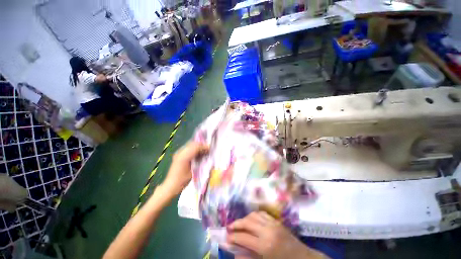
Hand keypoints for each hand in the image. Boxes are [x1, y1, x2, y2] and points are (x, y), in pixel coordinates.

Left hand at [161, 141, 208, 196]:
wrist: (170, 186)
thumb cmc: (182, 181)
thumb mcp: (193, 172)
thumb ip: (199, 162)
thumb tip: (207, 155)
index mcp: (184, 157)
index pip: (196, 147)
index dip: (204, 147)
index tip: (210, 149)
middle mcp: (180, 152)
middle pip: (193, 144)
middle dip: (201, 145)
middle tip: (208, 150)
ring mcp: (178, 153)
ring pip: (191, 145)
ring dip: (198, 147)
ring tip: (204, 151)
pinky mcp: (178, 155)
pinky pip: (188, 148)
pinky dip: (194, 149)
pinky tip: (198, 154)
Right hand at [227, 212, 326, 258]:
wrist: (303, 258)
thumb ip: (250, 258)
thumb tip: (235, 254)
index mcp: (265, 246)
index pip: (244, 237)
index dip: (233, 237)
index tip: (226, 237)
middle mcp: (267, 231)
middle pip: (247, 222)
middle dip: (236, 224)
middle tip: (229, 227)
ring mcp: (272, 223)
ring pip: (253, 215)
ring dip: (244, 218)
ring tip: (239, 224)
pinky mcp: (276, 220)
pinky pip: (261, 213)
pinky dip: (253, 215)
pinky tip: (251, 220)